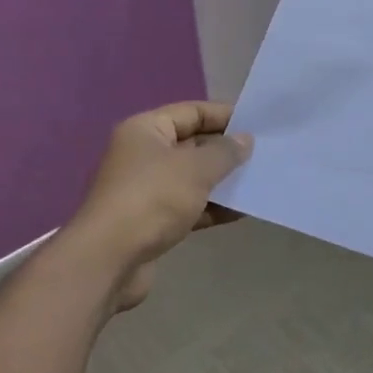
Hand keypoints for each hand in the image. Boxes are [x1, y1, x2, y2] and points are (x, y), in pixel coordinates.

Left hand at [69, 101, 252, 308]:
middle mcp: (143, 154)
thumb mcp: (196, 168)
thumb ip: (225, 152)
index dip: (224, 116)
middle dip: (225, 151)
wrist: (109, 261)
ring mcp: (146, 189)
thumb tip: (245, 140)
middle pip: (192, 144)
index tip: (257, 124)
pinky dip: (212, 207)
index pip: (191, 111)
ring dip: (222, 181)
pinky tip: (241, 212)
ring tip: (258, 182)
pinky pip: (189, 206)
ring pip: (192, 178)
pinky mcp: (152, 221)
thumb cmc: (152, 199)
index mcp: (146, 130)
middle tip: (263, 154)